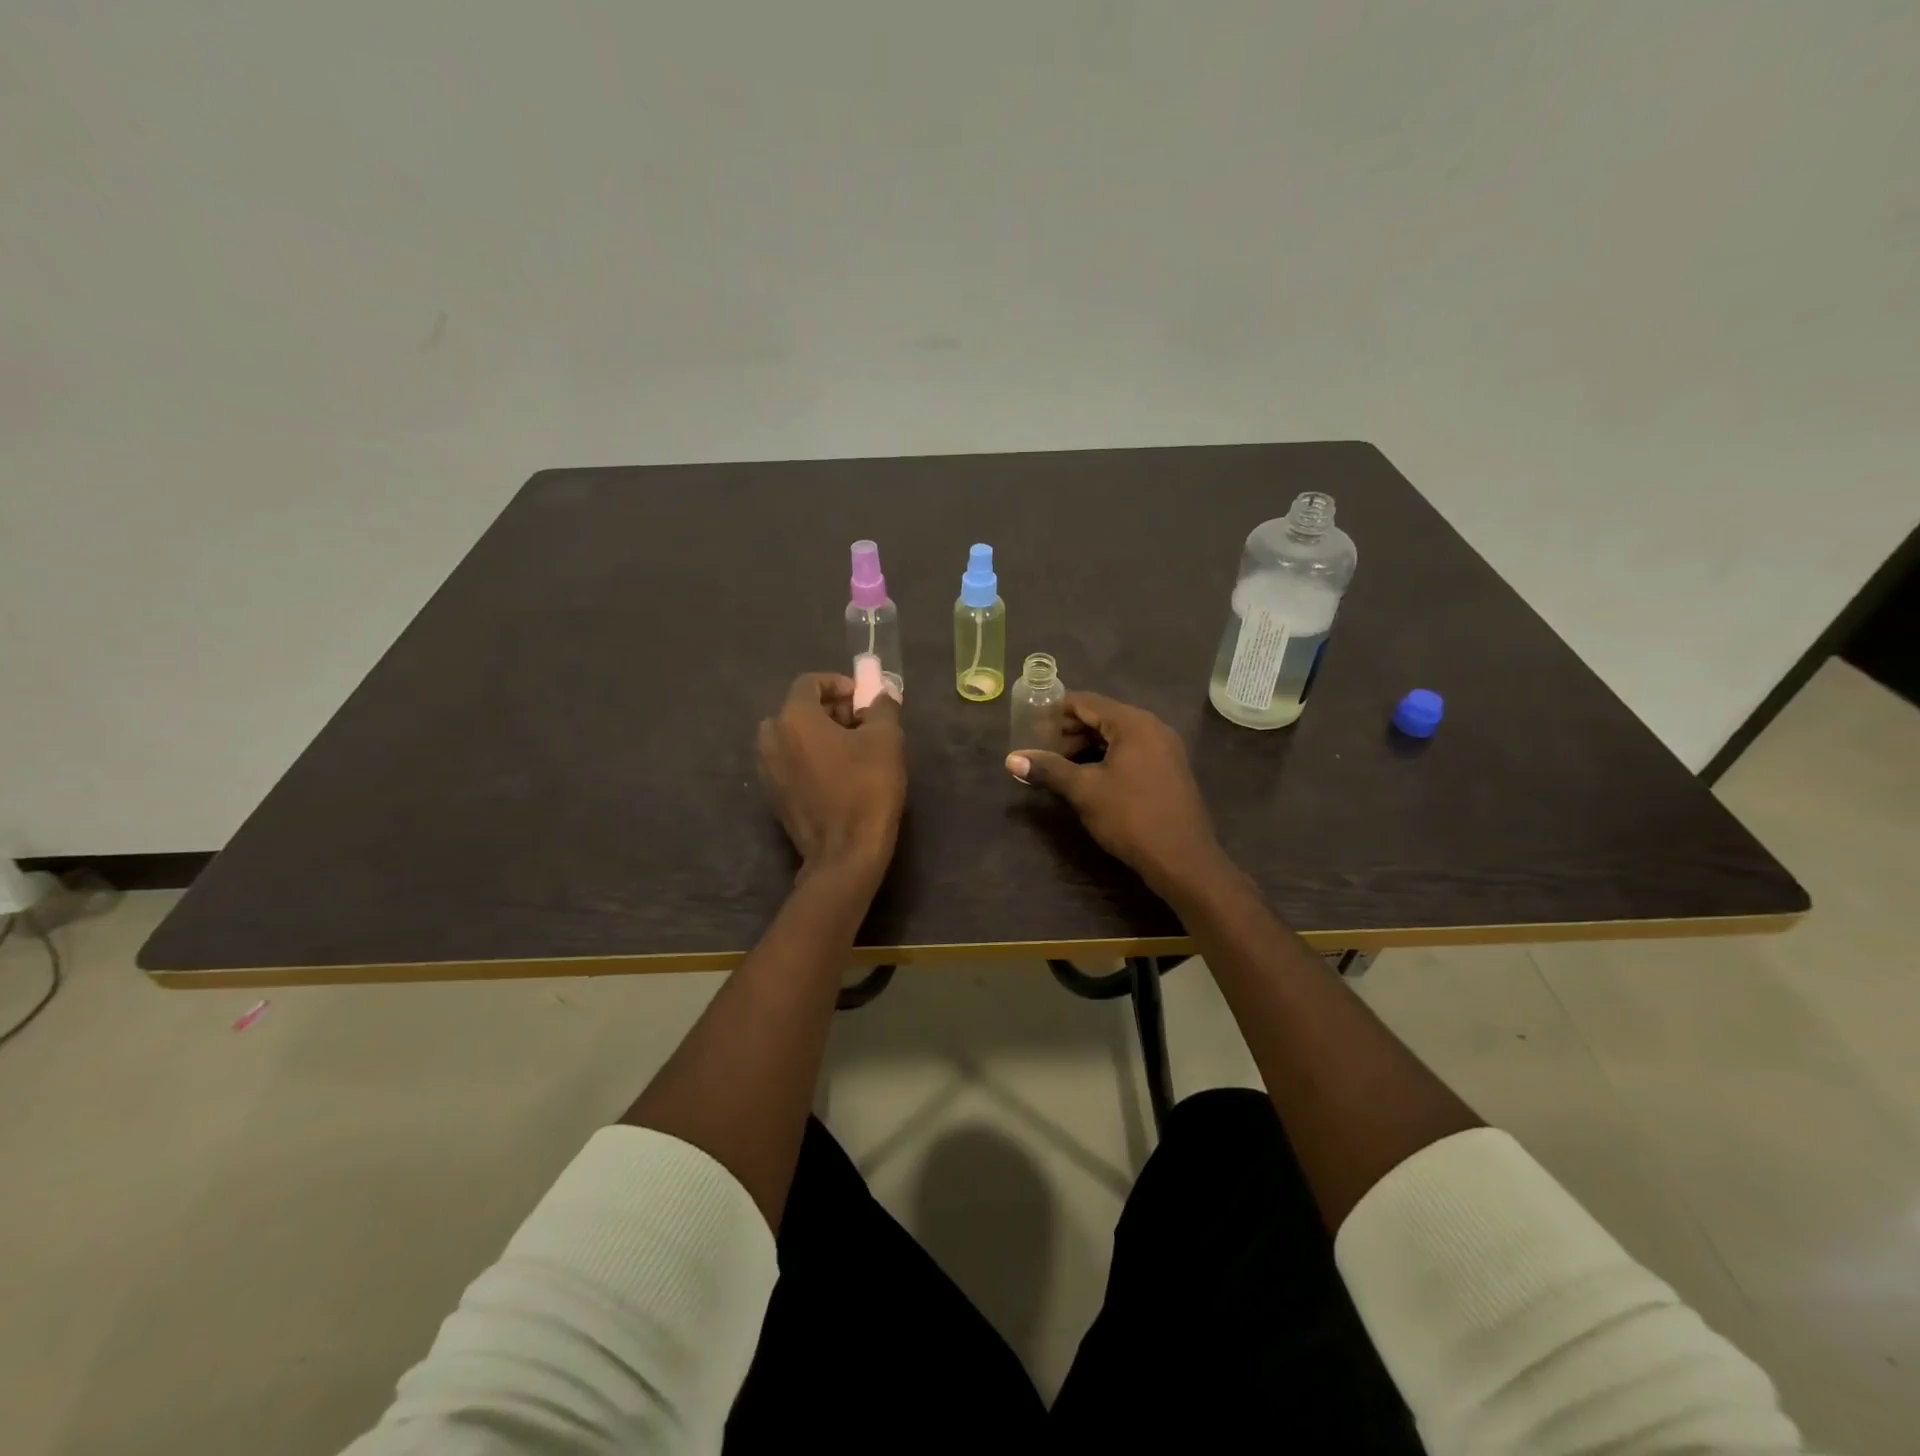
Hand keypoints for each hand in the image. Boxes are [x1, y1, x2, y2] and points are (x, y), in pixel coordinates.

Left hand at [758, 673, 905, 883]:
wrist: (845, 852)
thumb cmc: (867, 788)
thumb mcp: (886, 739)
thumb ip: (881, 707)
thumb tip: (879, 694)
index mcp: (793, 718)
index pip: (809, 683)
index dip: (839, 684)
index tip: (863, 699)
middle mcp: (770, 738)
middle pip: (798, 709)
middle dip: (829, 709)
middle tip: (861, 723)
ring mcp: (766, 769)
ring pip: (792, 736)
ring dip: (818, 734)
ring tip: (851, 749)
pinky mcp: (772, 794)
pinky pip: (789, 761)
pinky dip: (809, 757)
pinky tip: (836, 774)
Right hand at [1007, 691, 1231, 898]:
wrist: (1183, 860)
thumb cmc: (1131, 817)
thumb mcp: (1084, 790)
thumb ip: (1049, 769)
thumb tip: (1011, 759)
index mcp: (1133, 723)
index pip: (1086, 702)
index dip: (1055, 710)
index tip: (1029, 723)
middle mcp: (1152, 727)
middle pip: (1102, 717)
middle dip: (1069, 731)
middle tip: (1040, 749)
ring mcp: (1164, 749)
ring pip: (1116, 736)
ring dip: (1086, 746)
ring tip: (1058, 765)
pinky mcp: (1168, 770)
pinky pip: (1131, 752)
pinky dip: (1106, 758)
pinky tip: (1087, 778)